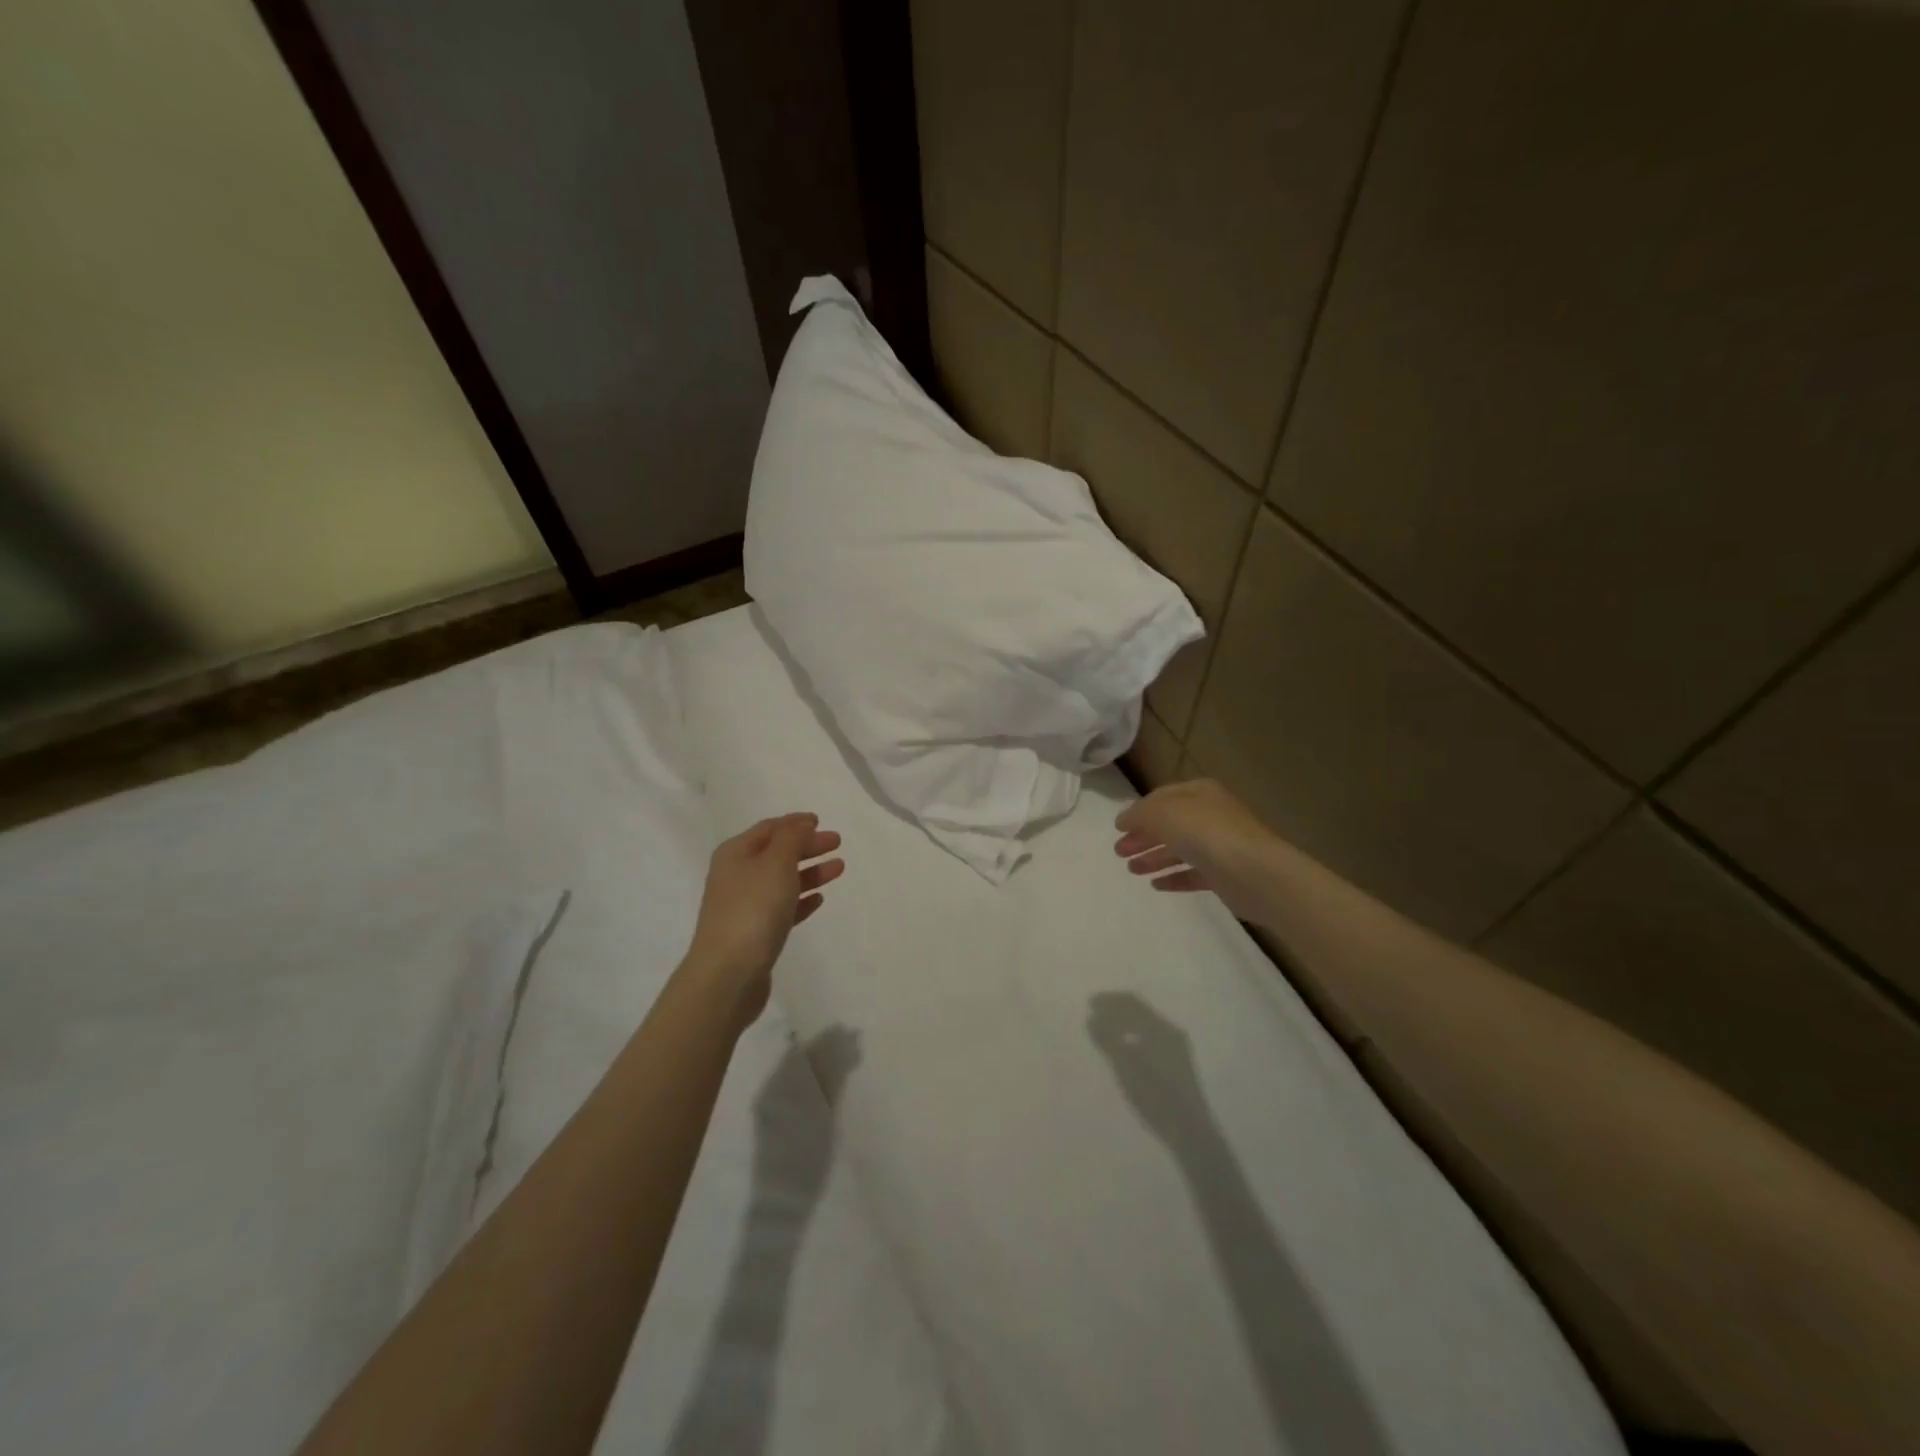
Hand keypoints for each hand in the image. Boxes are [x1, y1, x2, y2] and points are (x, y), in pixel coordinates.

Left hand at [685, 813, 843, 1028]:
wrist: (728, 974)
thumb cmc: (753, 909)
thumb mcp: (776, 863)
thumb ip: (792, 839)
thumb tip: (800, 825)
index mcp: (735, 854)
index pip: (769, 828)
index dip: (795, 822)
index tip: (820, 821)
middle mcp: (736, 876)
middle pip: (777, 853)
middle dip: (807, 846)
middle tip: (836, 843)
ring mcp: (744, 906)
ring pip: (782, 881)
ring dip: (810, 872)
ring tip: (839, 869)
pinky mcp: (755, 934)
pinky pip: (782, 908)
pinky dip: (801, 900)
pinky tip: (819, 900)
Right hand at [1086, 992, 1202, 1148]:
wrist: (1191, 1132)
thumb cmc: (1156, 1097)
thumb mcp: (1126, 1068)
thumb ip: (1108, 1040)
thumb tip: (1092, 1016)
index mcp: (1161, 1028)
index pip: (1132, 1002)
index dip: (1109, 999)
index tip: (1090, 1004)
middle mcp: (1171, 1032)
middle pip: (1140, 1010)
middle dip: (1117, 1009)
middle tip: (1095, 1014)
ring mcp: (1177, 1048)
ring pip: (1146, 1024)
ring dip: (1125, 1022)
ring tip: (1106, 1030)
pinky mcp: (1178, 1064)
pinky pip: (1151, 1037)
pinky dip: (1134, 1034)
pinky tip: (1125, 1049)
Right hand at [1114, 780, 1276, 923]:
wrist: (1255, 873)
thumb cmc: (1206, 833)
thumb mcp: (1163, 813)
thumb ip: (1139, 814)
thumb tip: (1124, 820)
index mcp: (1199, 792)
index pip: (1162, 797)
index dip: (1138, 811)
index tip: (1118, 829)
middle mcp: (1211, 815)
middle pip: (1169, 824)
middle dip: (1143, 837)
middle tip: (1119, 852)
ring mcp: (1219, 846)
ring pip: (1179, 849)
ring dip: (1154, 858)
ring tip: (1132, 870)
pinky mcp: (1224, 875)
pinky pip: (1193, 874)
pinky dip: (1174, 877)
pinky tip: (1156, 885)